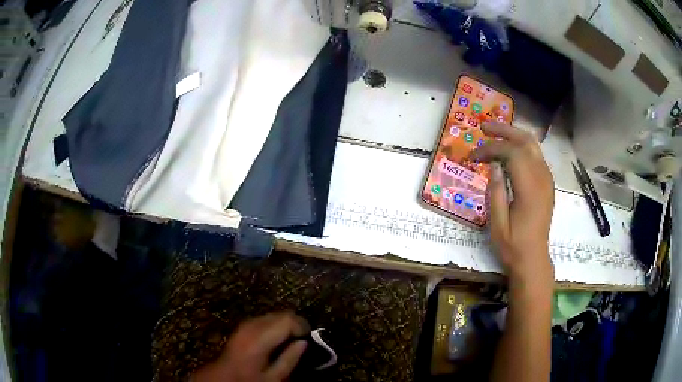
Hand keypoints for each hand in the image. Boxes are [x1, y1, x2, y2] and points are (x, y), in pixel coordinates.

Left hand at [193, 312, 309, 381]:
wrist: (224, 375)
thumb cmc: (250, 378)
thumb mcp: (274, 376)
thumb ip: (290, 359)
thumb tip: (303, 343)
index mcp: (260, 338)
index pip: (287, 319)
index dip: (302, 326)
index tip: (309, 338)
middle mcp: (252, 325)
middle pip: (281, 314)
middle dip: (295, 323)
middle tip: (303, 339)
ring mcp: (246, 323)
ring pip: (273, 314)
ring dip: (285, 323)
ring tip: (292, 339)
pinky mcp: (243, 325)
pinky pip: (265, 318)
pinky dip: (275, 324)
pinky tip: (277, 338)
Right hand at [470, 122, 554, 284]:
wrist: (533, 259)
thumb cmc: (513, 246)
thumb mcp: (497, 225)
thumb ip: (495, 192)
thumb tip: (493, 165)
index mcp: (530, 190)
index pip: (512, 154)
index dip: (491, 149)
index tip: (474, 156)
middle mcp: (542, 179)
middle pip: (526, 142)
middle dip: (504, 131)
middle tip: (484, 128)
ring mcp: (547, 180)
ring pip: (533, 145)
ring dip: (514, 135)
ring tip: (494, 134)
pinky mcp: (547, 183)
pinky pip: (536, 155)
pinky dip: (522, 146)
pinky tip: (510, 150)